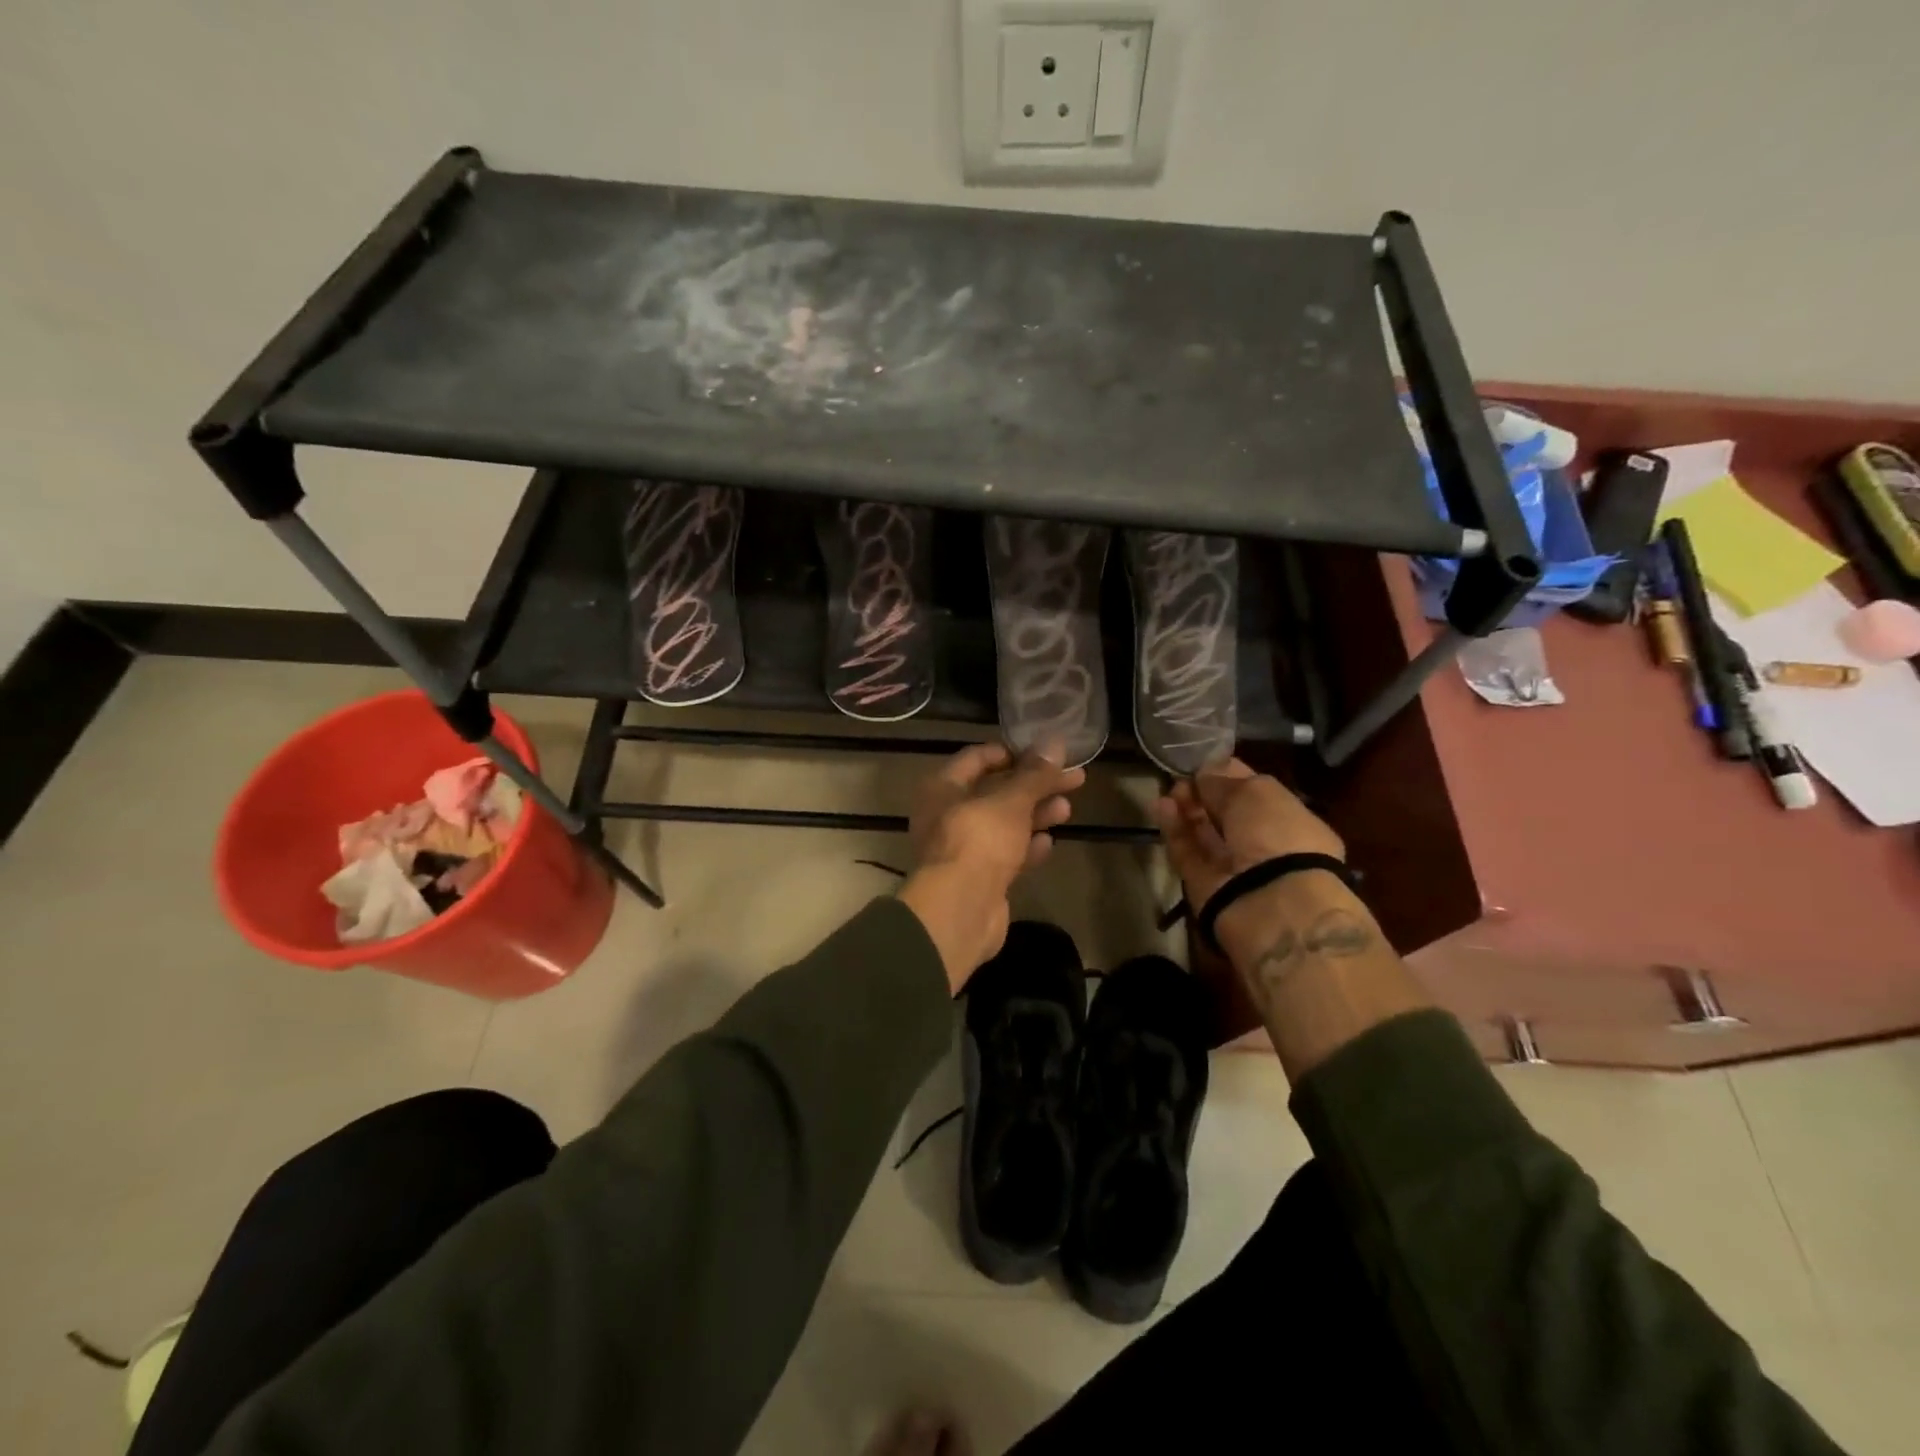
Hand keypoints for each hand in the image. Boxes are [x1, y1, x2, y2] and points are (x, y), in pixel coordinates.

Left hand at [897, 741, 1084, 989]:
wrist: (960, 911)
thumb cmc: (979, 840)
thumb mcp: (1011, 801)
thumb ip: (1034, 775)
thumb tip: (1055, 743)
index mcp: (943, 788)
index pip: (976, 758)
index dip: (1011, 752)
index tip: (1045, 753)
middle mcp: (947, 814)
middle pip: (996, 792)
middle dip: (1034, 786)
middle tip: (1073, 779)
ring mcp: (962, 848)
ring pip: (1003, 824)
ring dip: (1035, 815)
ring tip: (1067, 809)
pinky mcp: (978, 877)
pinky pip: (1005, 854)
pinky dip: (1026, 847)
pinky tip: (1049, 843)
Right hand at [1151, 758, 1344, 914]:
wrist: (1270, 902)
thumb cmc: (1276, 834)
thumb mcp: (1255, 791)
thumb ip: (1224, 780)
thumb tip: (1204, 773)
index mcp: (1291, 821)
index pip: (1256, 793)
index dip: (1230, 776)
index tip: (1204, 761)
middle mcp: (1265, 845)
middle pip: (1227, 815)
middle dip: (1205, 794)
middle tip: (1182, 777)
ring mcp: (1234, 868)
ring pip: (1205, 834)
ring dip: (1186, 809)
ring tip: (1168, 790)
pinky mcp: (1205, 884)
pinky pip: (1187, 852)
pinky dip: (1175, 829)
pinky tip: (1161, 806)